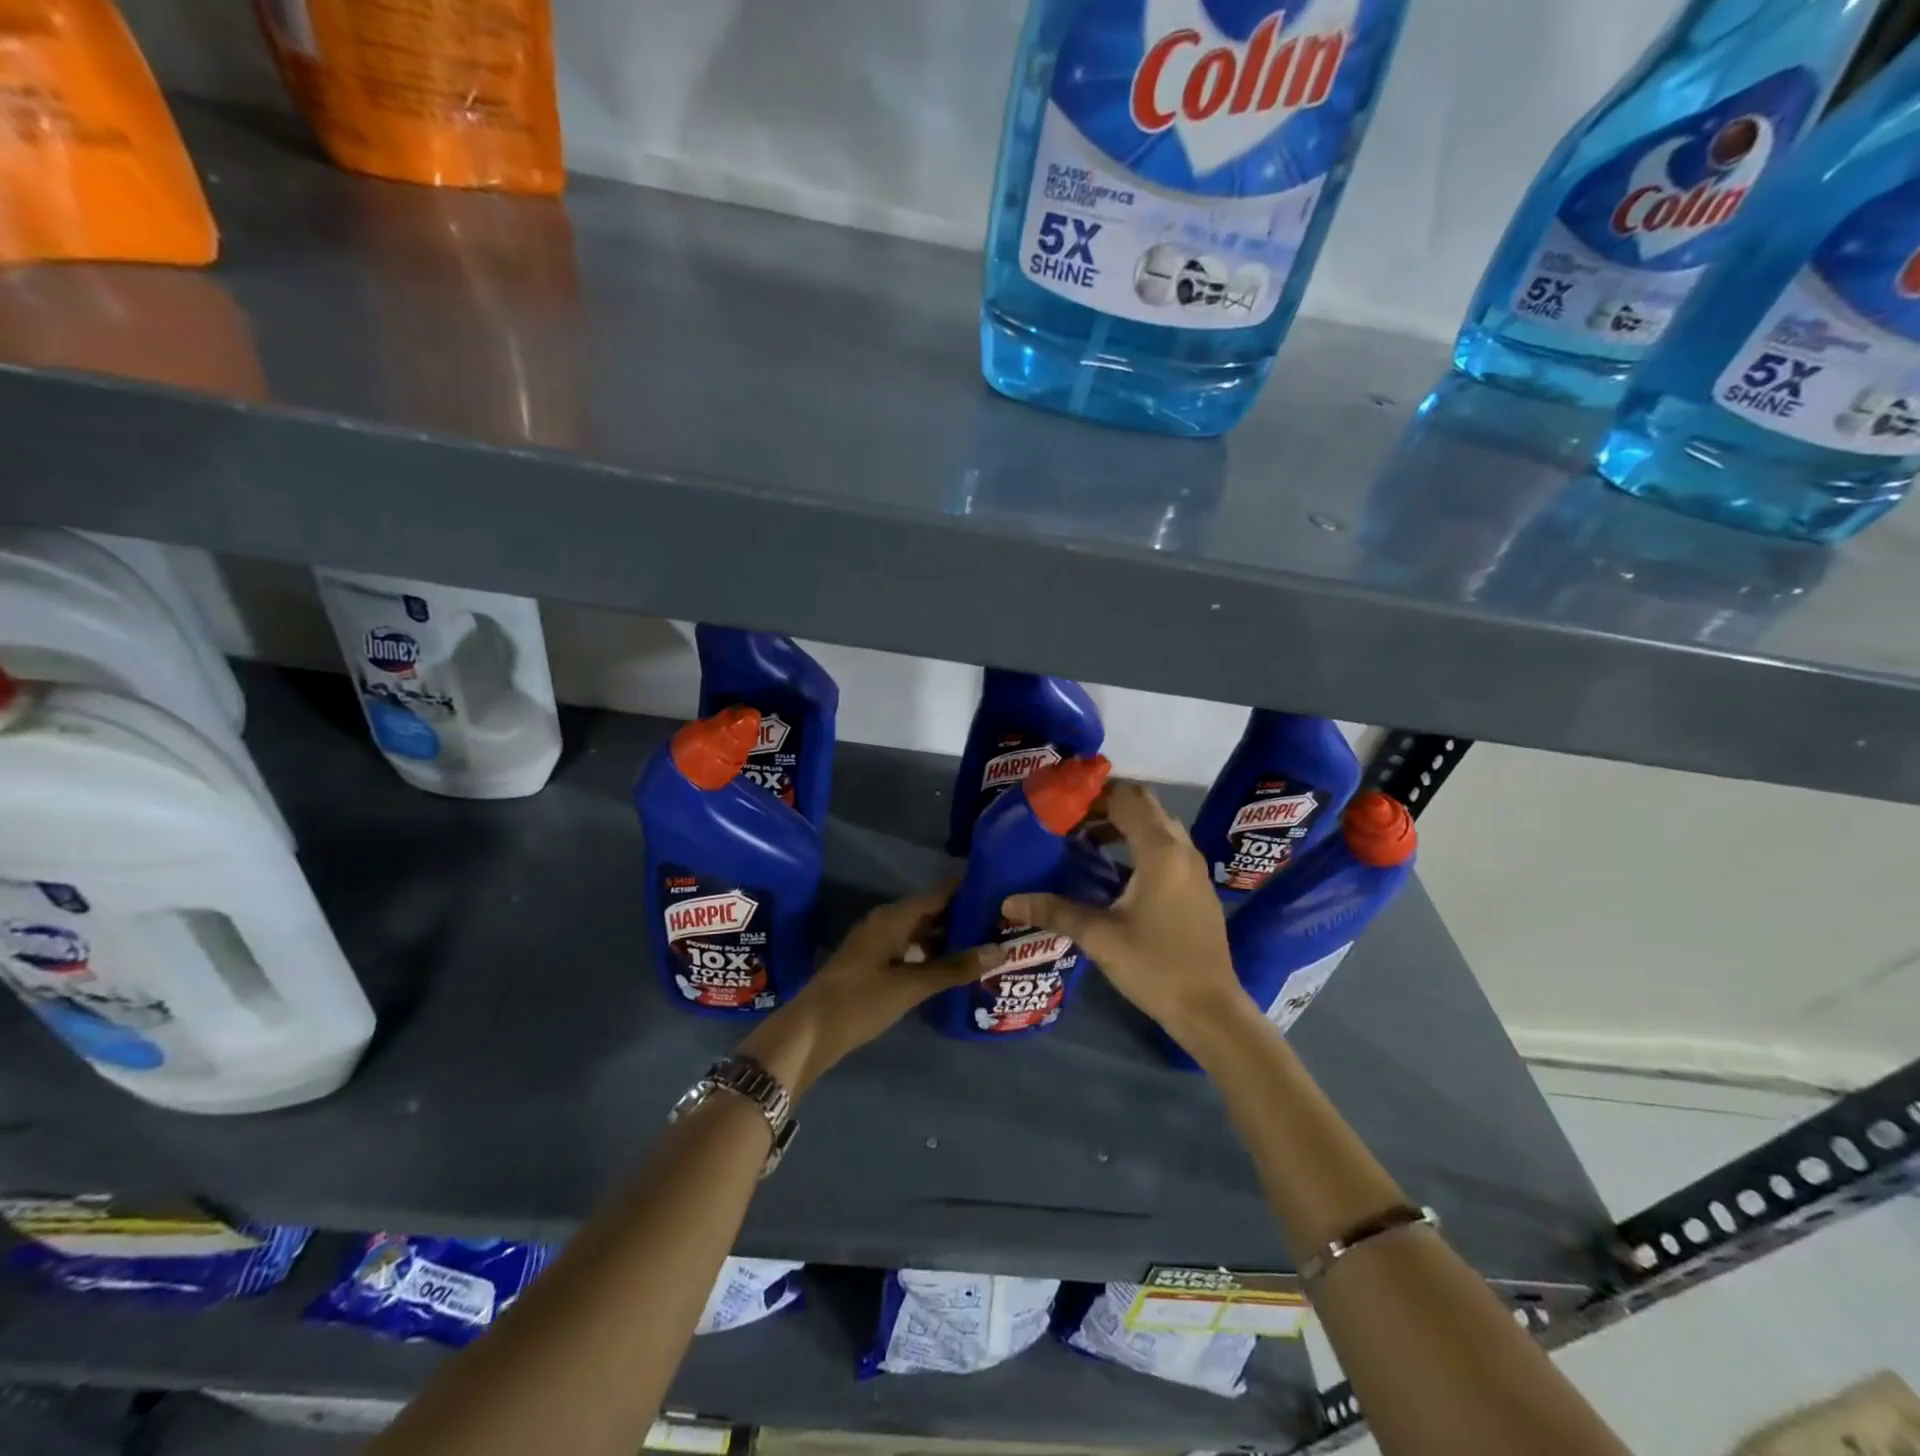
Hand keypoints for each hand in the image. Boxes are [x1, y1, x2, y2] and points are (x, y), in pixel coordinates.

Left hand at [739, 886, 1004, 1095]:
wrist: (809, 1034)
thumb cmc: (859, 1001)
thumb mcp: (910, 986)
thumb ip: (954, 968)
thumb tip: (999, 950)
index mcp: (893, 917)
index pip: (939, 893)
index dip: (969, 891)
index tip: (1001, 892)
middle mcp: (887, 923)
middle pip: (932, 912)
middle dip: (964, 918)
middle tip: (1002, 924)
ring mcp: (879, 944)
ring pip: (922, 934)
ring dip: (950, 939)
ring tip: (987, 947)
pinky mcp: (875, 966)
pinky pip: (912, 951)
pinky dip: (934, 956)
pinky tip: (956, 970)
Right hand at [1004, 780, 1249, 1048]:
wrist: (1210, 1010)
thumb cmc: (1155, 967)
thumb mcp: (1099, 937)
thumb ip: (1055, 911)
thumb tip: (1008, 902)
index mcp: (1160, 851)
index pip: (1126, 798)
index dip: (1092, 796)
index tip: (1060, 806)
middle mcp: (1182, 850)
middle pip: (1144, 806)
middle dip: (1106, 805)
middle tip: (1069, 820)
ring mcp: (1194, 869)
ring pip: (1157, 826)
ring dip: (1123, 825)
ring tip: (1085, 842)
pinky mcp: (1197, 887)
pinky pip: (1166, 848)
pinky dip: (1139, 844)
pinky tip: (1113, 873)